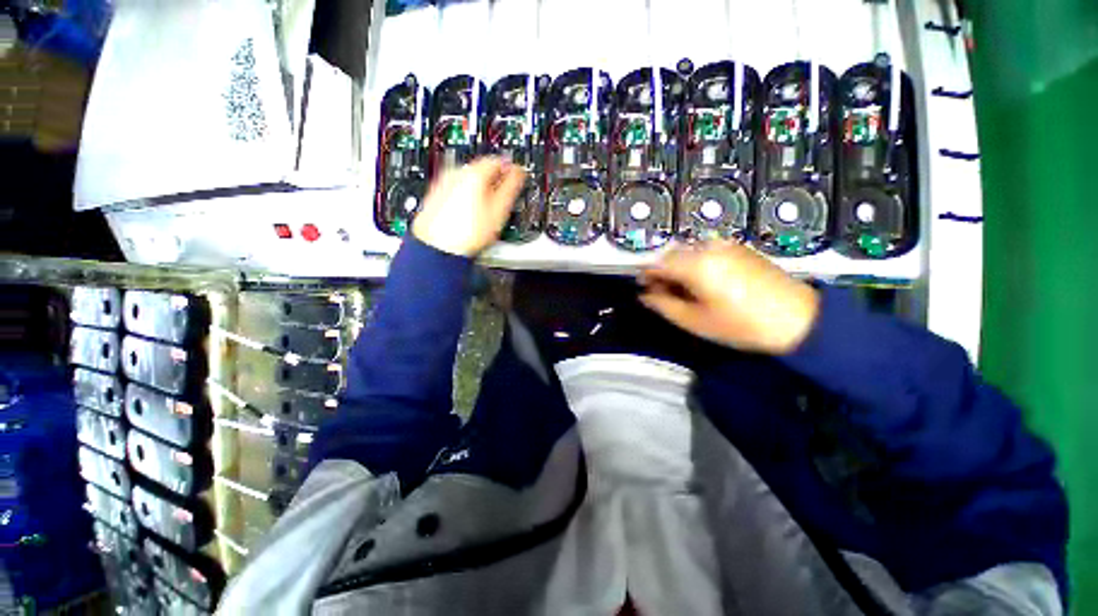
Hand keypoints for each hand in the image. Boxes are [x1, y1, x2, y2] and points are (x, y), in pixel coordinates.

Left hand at [412, 157, 525, 256]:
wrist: (438, 248)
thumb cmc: (468, 233)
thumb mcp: (499, 211)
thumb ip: (511, 187)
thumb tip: (518, 172)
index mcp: (473, 173)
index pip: (498, 161)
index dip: (510, 170)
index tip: (515, 178)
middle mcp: (455, 173)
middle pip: (481, 170)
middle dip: (494, 181)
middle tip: (503, 196)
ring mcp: (442, 184)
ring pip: (467, 180)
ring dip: (479, 189)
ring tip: (487, 209)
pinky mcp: (434, 195)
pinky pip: (455, 190)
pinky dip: (466, 197)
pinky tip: (469, 214)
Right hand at [638, 242, 819, 354]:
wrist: (798, 319)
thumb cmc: (741, 325)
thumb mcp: (695, 321)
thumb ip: (663, 305)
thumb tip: (645, 296)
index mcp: (696, 265)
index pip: (658, 262)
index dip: (645, 274)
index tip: (642, 286)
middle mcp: (709, 248)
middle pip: (672, 253)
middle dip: (662, 270)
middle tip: (662, 291)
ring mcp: (726, 245)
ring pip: (689, 251)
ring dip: (679, 266)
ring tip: (683, 289)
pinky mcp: (739, 248)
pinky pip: (706, 251)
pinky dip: (696, 263)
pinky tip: (702, 281)